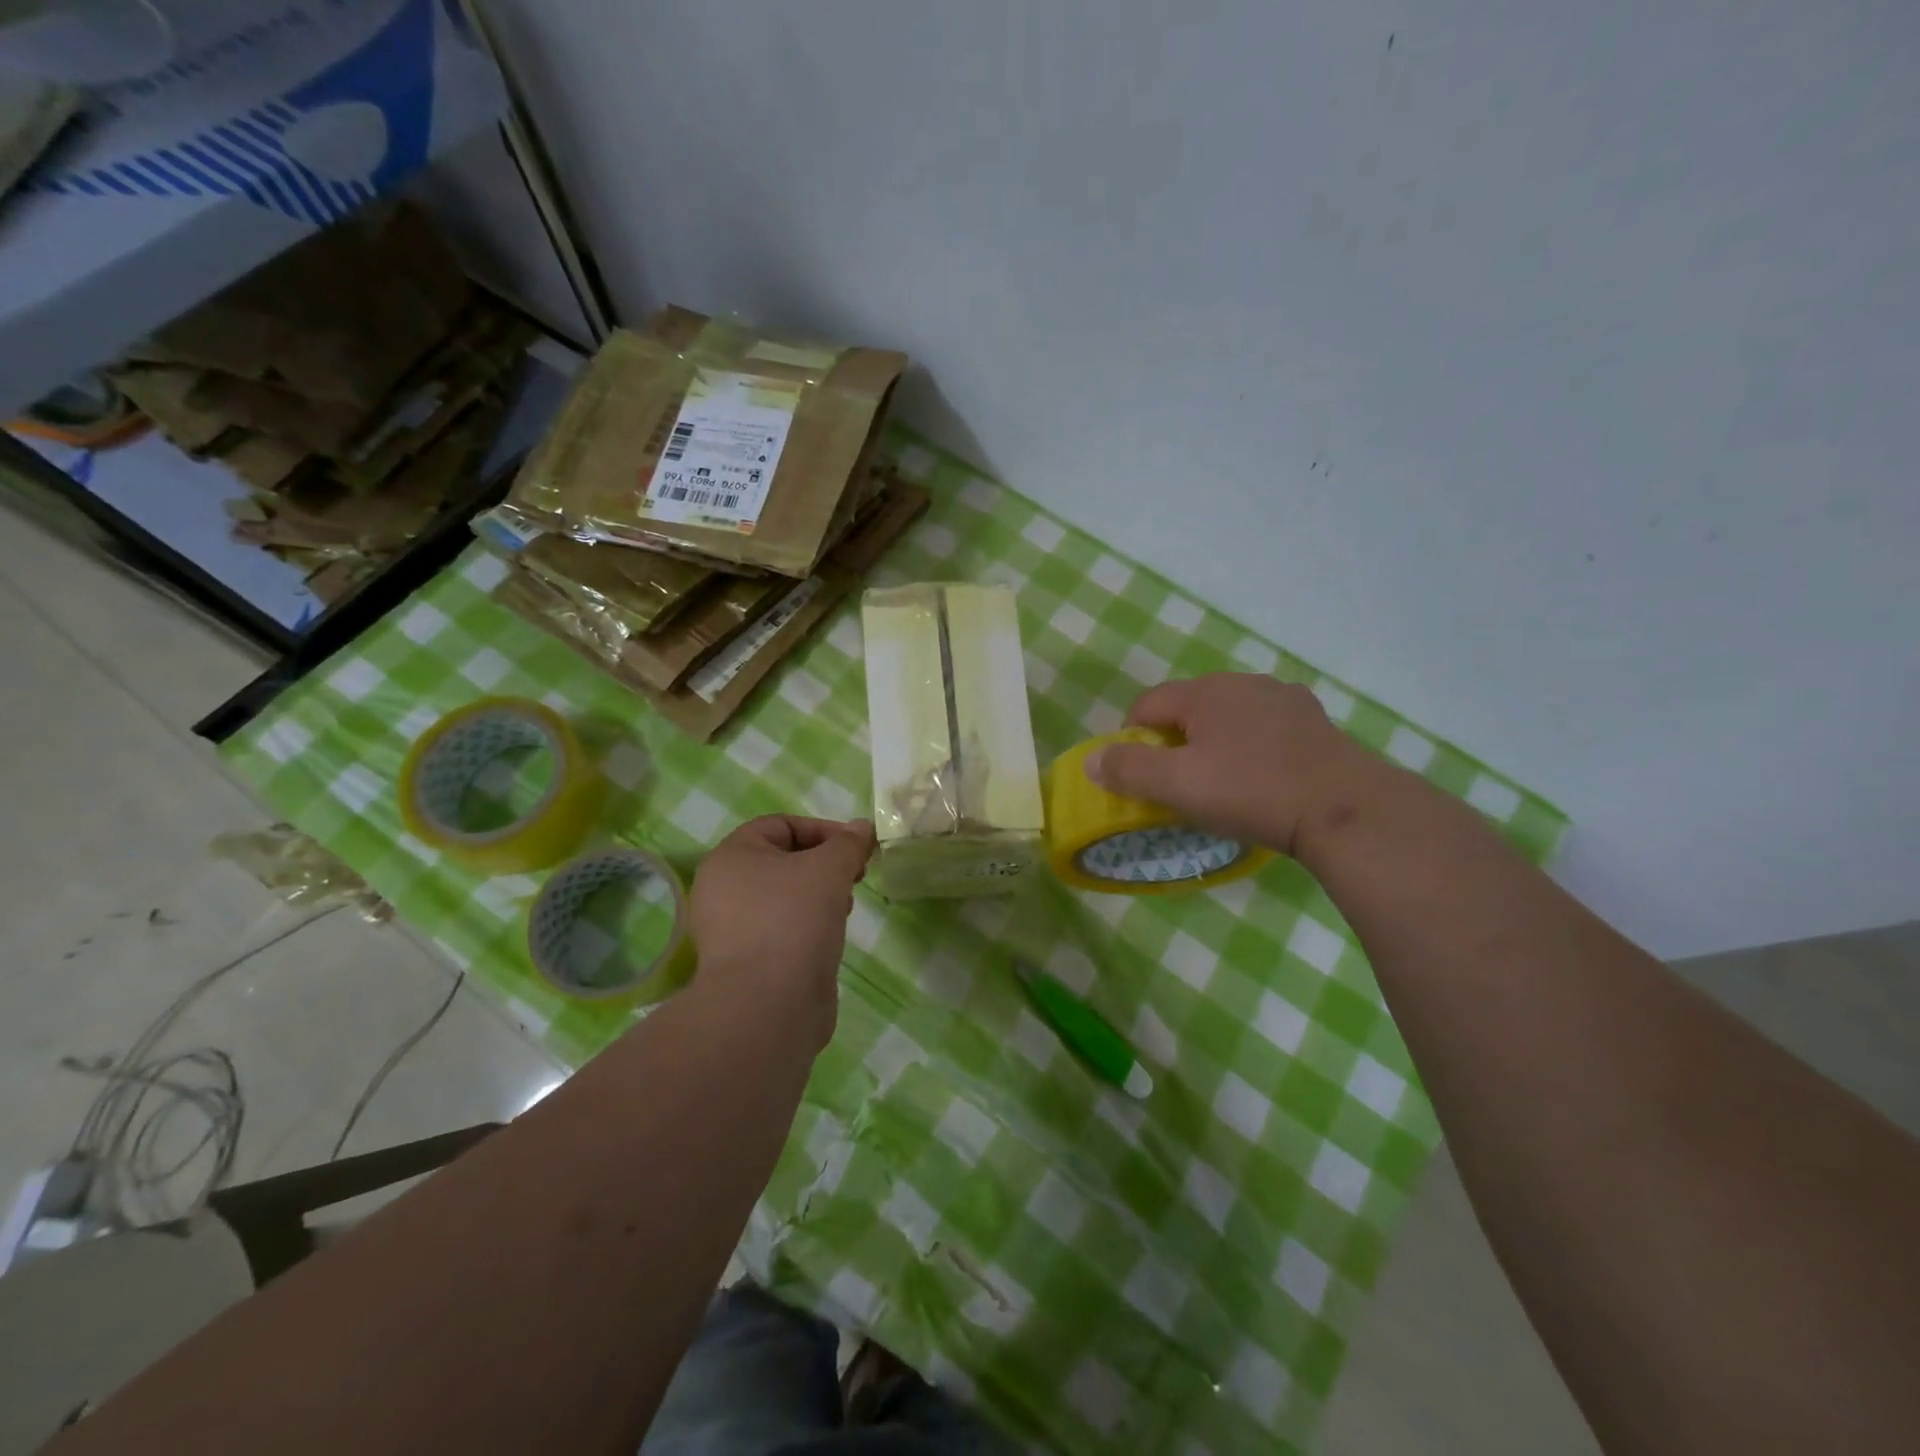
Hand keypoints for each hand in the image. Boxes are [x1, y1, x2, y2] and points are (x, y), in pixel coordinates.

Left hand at [688, 815, 875, 1046]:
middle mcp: (723, 889)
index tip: (857, 847)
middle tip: (855, 876)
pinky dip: (809, 926)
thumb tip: (862, 827)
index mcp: (731, 857)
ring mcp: (732, 929)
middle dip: (825, 864)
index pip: (781, 825)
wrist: (769, 1005)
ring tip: (844, 909)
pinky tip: (830, 938)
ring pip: (785, 897)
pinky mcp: (748, 962)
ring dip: (820, 896)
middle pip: (783, 861)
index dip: (823, 829)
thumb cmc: (794, 919)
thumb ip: (848, 844)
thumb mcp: (829, 868)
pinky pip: (783, 930)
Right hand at [1083, 674, 1377, 857]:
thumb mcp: (1178, 786)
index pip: (1147, 704)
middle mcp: (1244, 682)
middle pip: (1188, 708)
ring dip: (1215, 743)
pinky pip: (1265, 729)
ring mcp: (1285, 699)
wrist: (1344, 810)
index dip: (1131, 739)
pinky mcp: (1315, 721)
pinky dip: (1253, 748)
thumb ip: (1128, 769)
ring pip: (1229, 717)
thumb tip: (1091, 760)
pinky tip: (1265, 779)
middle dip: (1174, 742)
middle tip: (1180, 785)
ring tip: (1224, 784)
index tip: (1139, 777)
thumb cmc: (1251, 792)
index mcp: (1206, 691)